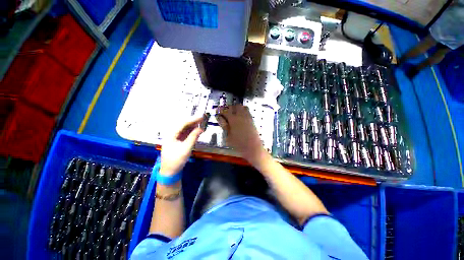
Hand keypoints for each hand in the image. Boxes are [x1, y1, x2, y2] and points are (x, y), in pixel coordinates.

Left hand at [160, 116, 203, 175]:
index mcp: (171, 135)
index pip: (182, 124)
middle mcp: (172, 134)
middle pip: (183, 125)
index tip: (201, 117)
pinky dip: (191, 132)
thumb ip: (193, 137)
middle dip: (193, 122)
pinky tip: (196, 131)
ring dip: (192, 126)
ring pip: (184, 129)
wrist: (170, 171)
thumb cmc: (176, 160)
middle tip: (202, 119)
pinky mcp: (177, 142)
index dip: (192, 120)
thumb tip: (200, 129)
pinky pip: (185, 134)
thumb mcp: (186, 148)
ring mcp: (174, 138)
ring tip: (201, 124)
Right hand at [216, 105, 265, 159]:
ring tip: (233, 113)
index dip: (220, 110)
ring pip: (241, 107)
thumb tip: (220, 118)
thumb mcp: (228, 136)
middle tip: (225, 112)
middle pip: (234, 106)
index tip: (217, 111)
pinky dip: (242, 110)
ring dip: (236, 108)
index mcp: (233, 120)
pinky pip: (247, 111)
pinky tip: (240, 116)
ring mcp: (247, 117)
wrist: (253, 148)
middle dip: (228, 107)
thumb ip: (224, 125)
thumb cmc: (239, 144)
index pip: (225, 111)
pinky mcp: (251, 120)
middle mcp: (240, 116)